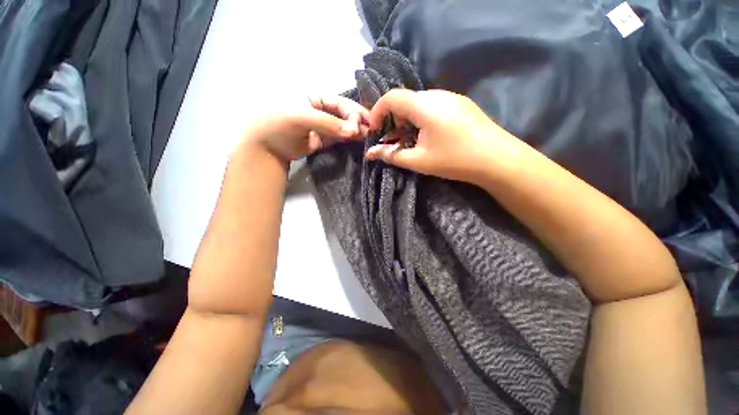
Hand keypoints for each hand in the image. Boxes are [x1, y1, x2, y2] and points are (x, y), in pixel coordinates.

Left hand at [239, 96, 369, 164]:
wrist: (266, 148)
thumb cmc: (277, 125)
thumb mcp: (300, 118)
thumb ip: (327, 123)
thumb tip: (353, 132)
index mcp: (314, 97)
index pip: (340, 102)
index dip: (352, 113)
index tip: (360, 127)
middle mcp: (321, 109)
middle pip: (344, 113)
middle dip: (358, 121)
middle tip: (372, 130)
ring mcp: (323, 124)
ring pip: (343, 125)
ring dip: (356, 130)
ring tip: (369, 136)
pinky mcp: (323, 138)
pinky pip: (339, 136)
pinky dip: (349, 138)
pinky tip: (359, 140)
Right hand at [366, 89, 527, 185]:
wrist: (498, 159)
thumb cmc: (454, 159)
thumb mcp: (419, 160)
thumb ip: (392, 155)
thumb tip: (370, 153)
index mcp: (424, 105)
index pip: (391, 97)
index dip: (377, 112)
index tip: (374, 131)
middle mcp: (437, 94)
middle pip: (405, 100)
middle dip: (393, 119)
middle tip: (393, 141)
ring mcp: (451, 97)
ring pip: (419, 103)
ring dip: (408, 120)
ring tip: (411, 140)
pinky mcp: (461, 104)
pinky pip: (433, 106)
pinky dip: (422, 119)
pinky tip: (429, 136)